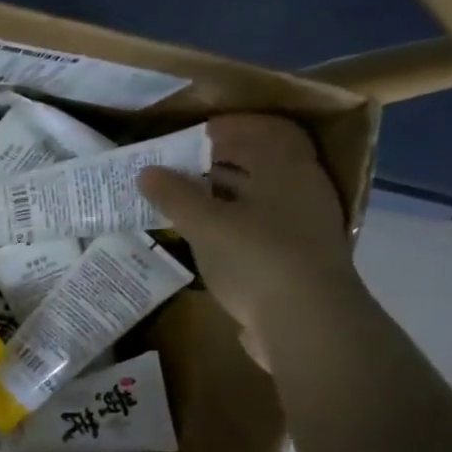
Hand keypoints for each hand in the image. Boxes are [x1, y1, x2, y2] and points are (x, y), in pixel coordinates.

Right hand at [140, 113, 359, 365]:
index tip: (183, 137)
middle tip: (171, 168)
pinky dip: (225, 224)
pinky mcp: (290, 258)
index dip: (223, 128)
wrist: (304, 323)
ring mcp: (298, 226)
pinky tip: (198, 236)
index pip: (261, 129)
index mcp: (287, 169)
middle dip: (214, 162)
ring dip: (217, 195)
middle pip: (257, 162)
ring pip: (253, 197)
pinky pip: (253, 227)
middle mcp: (299, 190)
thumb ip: (175, 196)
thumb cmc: (257, 259)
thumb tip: (146, 171)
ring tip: (177, 201)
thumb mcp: (207, 224)